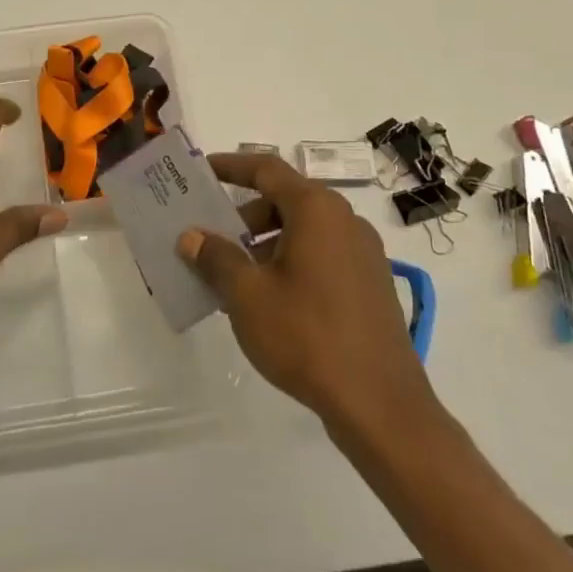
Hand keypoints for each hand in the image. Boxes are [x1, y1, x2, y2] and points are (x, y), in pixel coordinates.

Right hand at [177, 152, 439, 437]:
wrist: (380, 405)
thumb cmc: (307, 336)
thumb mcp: (247, 295)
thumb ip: (216, 258)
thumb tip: (191, 237)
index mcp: (317, 209)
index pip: (266, 169)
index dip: (231, 166)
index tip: (202, 171)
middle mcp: (344, 220)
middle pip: (285, 200)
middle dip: (244, 217)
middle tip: (211, 240)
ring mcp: (363, 253)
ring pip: (303, 231)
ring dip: (265, 244)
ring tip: (233, 278)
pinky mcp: (370, 284)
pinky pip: (321, 256)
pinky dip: (290, 263)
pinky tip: (268, 301)